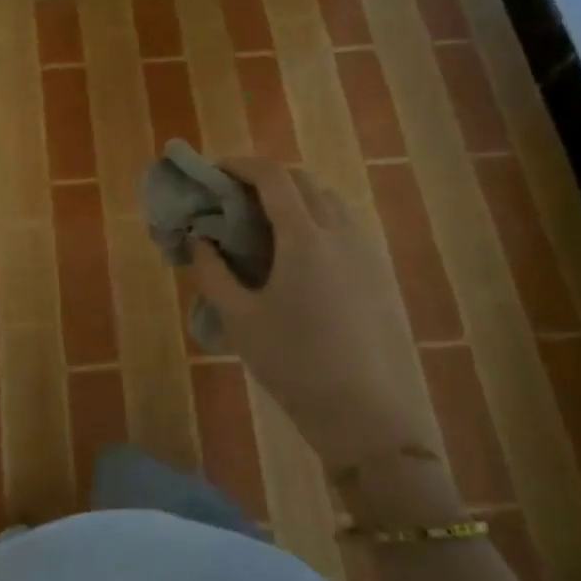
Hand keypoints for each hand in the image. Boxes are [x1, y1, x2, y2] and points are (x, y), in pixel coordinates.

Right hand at [189, 159, 443, 478]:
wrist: (367, 415)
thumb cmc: (294, 363)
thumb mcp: (239, 319)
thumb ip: (213, 272)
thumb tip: (201, 240)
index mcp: (304, 237)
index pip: (273, 177)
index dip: (241, 165)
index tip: (215, 171)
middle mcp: (341, 232)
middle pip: (304, 182)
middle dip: (267, 179)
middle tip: (235, 199)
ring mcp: (366, 252)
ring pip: (330, 202)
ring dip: (295, 198)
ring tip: (265, 225)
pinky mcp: (379, 274)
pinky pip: (345, 227)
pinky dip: (317, 220)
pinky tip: (298, 256)